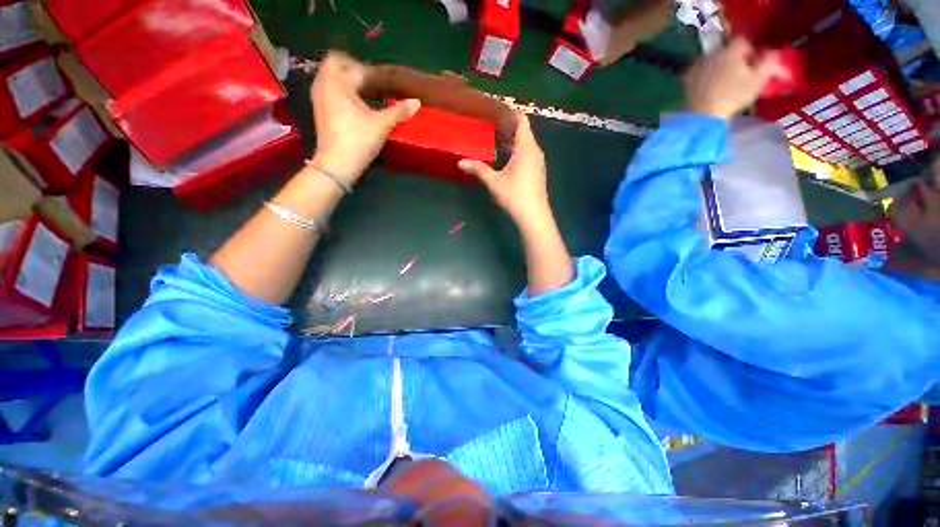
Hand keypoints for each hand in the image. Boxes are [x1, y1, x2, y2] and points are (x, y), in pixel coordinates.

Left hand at [311, 52, 420, 182]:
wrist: (337, 164)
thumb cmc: (358, 140)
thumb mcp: (382, 125)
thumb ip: (399, 111)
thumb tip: (417, 102)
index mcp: (338, 82)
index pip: (357, 68)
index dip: (373, 73)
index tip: (386, 81)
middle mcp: (324, 84)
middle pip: (334, 63)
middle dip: (352, 67)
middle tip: (370, 80)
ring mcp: (318, 97)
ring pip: (329, 76)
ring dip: (345, 79)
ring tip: (363, 92)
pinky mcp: (319, 110)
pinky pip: (328, 89)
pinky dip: (340, 90)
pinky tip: (353, 104)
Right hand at [457, 114, 549, 224]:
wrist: (534, 216)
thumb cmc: (515, 196)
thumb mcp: (494, 183)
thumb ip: (478, 170)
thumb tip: (460, 162)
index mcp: (526, 148)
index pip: (521, 121)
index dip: (510, 112)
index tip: (495, 108)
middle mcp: (535, 151)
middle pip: (523, 131)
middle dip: (507, 126)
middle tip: (489, 123)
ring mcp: (538, 161)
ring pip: (525, 143)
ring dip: (511, 139)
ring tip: (494, 138)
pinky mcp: (537, 171)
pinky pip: (527, 153)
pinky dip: (516, 150)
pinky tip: (504, 157)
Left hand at [685, 37, 789, 119]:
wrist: (703, 115)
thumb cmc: (733, 96)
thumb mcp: (759, 78)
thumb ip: (771, 62)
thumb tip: (776, 54)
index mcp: (731, 49)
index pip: (744, 41)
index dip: (752, 51)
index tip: (755, 64)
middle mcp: (713, 53)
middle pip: (728, 50)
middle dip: (737, 59)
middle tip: (742, 74)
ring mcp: (698, 66)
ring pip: (714, 60)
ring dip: (722, 67)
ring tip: (727, 82)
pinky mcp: (688, 79)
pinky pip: (701, 73)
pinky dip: (708, 76)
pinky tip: (712, 88)